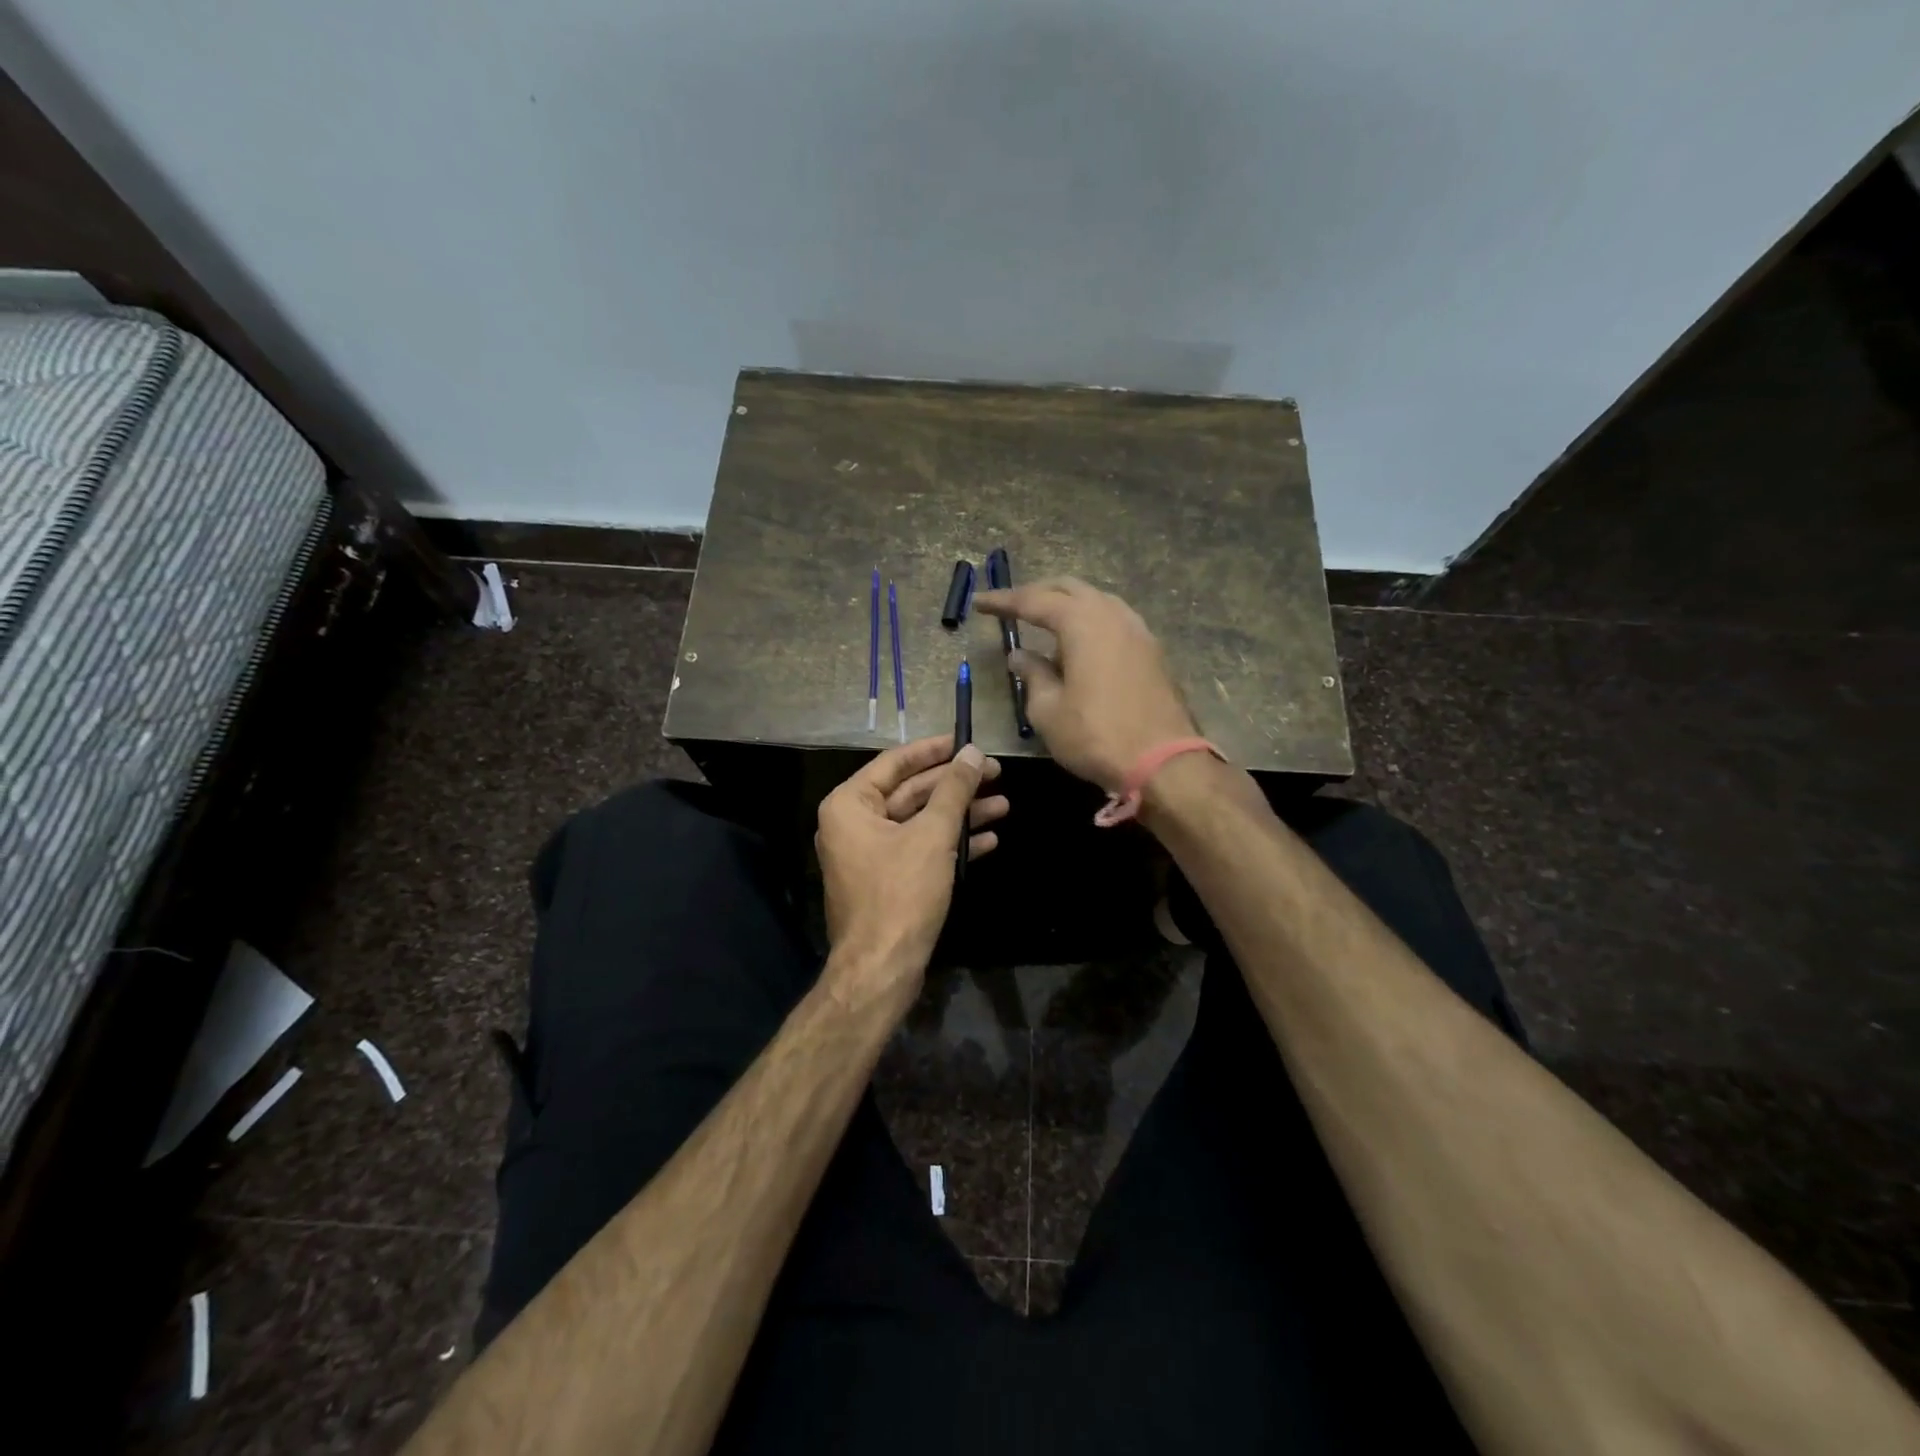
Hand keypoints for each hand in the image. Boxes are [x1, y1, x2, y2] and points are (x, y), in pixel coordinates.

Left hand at [815, 735, 1007, 990]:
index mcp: (850, 805)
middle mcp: (853, 824)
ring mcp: (869, 855)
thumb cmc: (901, 893)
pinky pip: (919, 850)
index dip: (934, 750)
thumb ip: (954, 790)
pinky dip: (950, 844)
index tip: (966, 740)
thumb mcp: (932, 835)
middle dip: (955, 785)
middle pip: (911, 792)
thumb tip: (973, 752)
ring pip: (920, 823)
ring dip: (960, 814)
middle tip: (995, 772)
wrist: (881, 968)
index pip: (895, 763)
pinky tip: (988, 840)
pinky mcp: (886, 881)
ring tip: (1003, 805)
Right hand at [973, 577, 1196, 790]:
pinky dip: (1089, 622)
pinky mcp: (1151, 650)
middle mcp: (1112, 614)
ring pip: (1096, 601)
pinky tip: (1079, 645)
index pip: (1034, 601)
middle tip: (1011, 607)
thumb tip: (1020, 655)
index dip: (1003, 601)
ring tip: (1044, 625)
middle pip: (1069, 589)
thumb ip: (1032, 675)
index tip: (979, 603)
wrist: (1164, 762)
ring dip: (1067, 606)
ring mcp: (1137, 630)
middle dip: (1037, 593)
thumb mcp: (1048, 710)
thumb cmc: (1095, 735)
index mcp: (1082, 622)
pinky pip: (1113, 620)